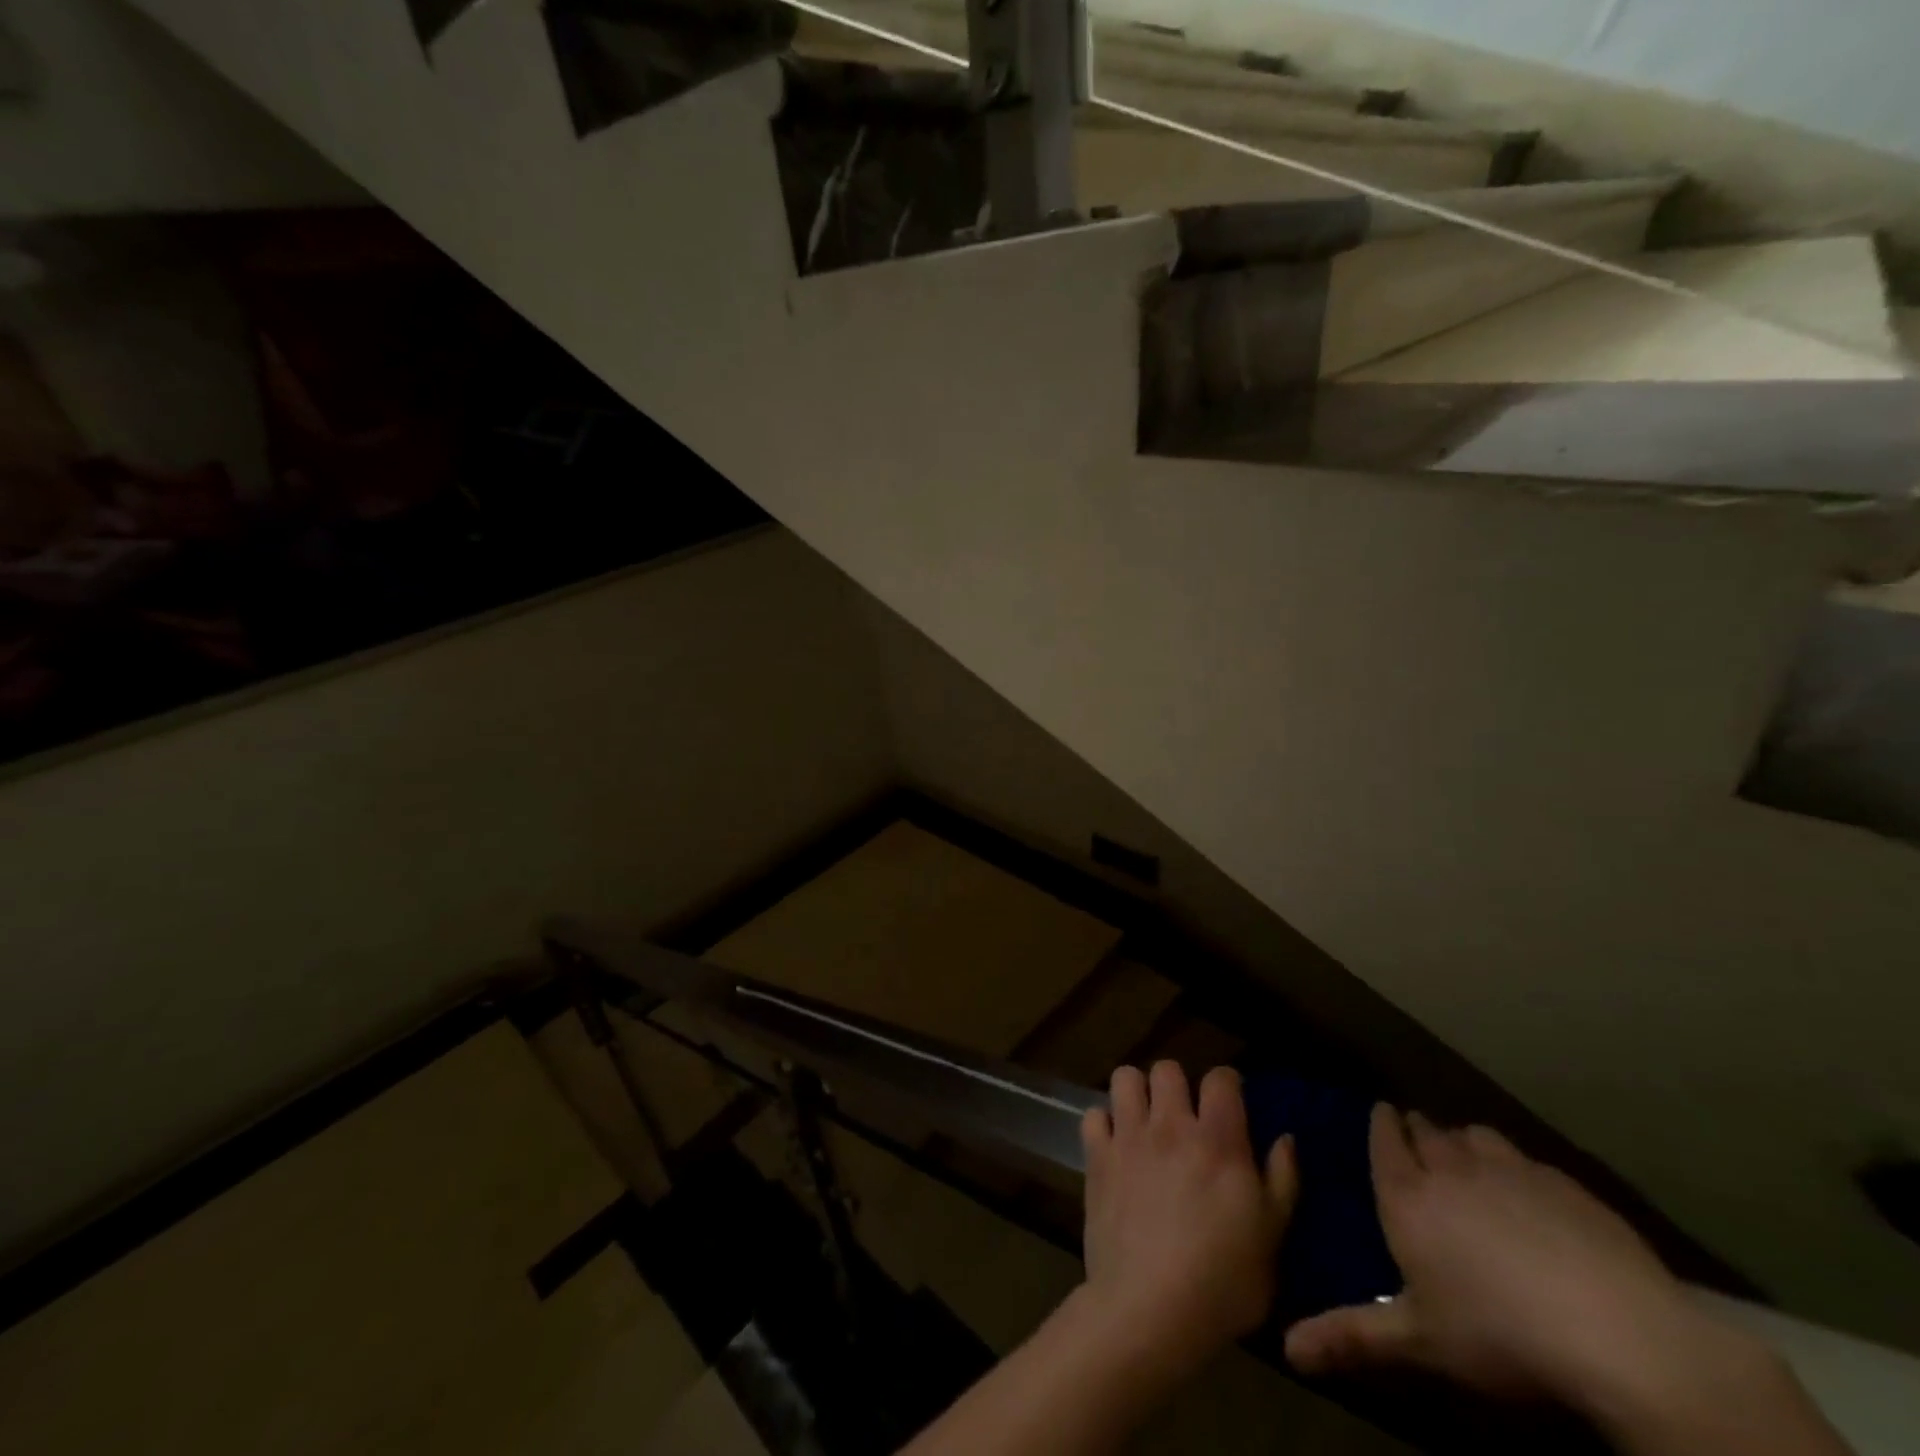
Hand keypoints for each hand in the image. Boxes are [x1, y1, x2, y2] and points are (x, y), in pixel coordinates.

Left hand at [1080, 1062, 1296, 1378]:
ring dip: (1136, 1093)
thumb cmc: (1223, 1280)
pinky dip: (1103, 1124)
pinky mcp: (1096, 1156)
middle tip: (1183, 1116)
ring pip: (1125, 1077)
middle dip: (1177, 1084)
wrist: (1151, 1307)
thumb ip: (1282, 1181)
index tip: (1229, 1104)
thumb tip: (1284, 1138)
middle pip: (1167, 1068)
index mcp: (1218, 1140)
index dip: (1226, 1084)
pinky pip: (1093, 1115)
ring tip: (1144, 1121)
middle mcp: (1171, 1125)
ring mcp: (1129, 1137)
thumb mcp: (1272, 1238)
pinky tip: (1114, 1146)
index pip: (1220, 1078)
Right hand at [1285, 1106, 1735, 1411]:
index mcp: (1406, 1195)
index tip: (1382, 1113)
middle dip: (1419, 1131)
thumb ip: (1352, 1336)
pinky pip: (1524, 1158)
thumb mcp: (1419, 1342)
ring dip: (1464, 1142)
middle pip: (1427, 1130)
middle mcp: (1449, 1167)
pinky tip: (1531, 1195)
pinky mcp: (1562, 1182)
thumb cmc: (1499, 1334)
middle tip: (1419, 1141)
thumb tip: (1287, 1349)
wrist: (1617, 1332)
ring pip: (1474, 1136)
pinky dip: (1514, 1165)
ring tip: (1470, 1161)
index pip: (1384, 1138)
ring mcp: (1509, 1169)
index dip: (1382, 1123)